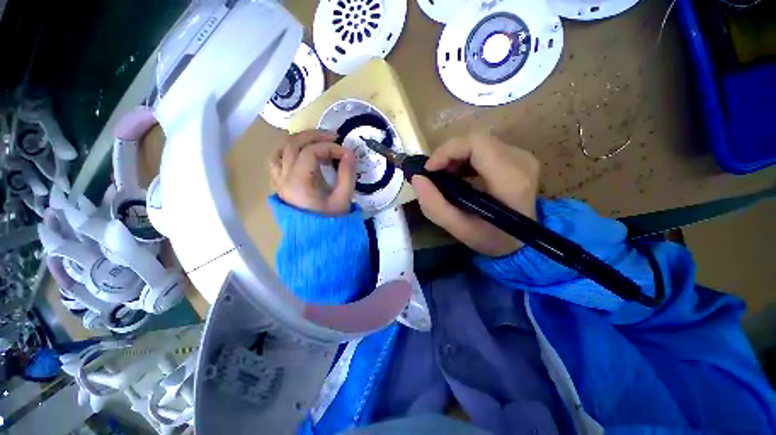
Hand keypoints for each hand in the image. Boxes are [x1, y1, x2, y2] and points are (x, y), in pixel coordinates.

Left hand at [270, 130, 356, 215]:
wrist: (316, 240)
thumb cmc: (330, 222)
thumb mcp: (343, 200)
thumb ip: (347, 175)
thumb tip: (350, 154)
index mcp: (299, 182)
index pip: (311, 152)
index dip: (331, 148)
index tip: (347, 154)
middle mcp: (284, 178)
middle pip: (292, 144)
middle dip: (314, 136)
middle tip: (333, 137)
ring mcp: (278, 182)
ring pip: (280, 151)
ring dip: (298, 142)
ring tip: (316, 141)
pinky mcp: (280, 186)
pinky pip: (277, 162)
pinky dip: (288, 152)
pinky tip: (300, 154)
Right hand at [412, 134, 539, 256]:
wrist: (523, 241)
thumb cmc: (493, 239)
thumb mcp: (459, 230)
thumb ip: (434, 206)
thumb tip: (417, 179)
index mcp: (510, 180)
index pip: (476, 144)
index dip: (447, 151)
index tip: (429, 169)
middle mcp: (520, 161)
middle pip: (476, 140)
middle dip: (448, 154)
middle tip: (433, 174)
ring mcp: (521, 157)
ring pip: (479, 142)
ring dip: (455, 156)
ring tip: (444, 176)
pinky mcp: (517, 157)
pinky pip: (485, 148)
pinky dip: (465, 158)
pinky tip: (458, 174)